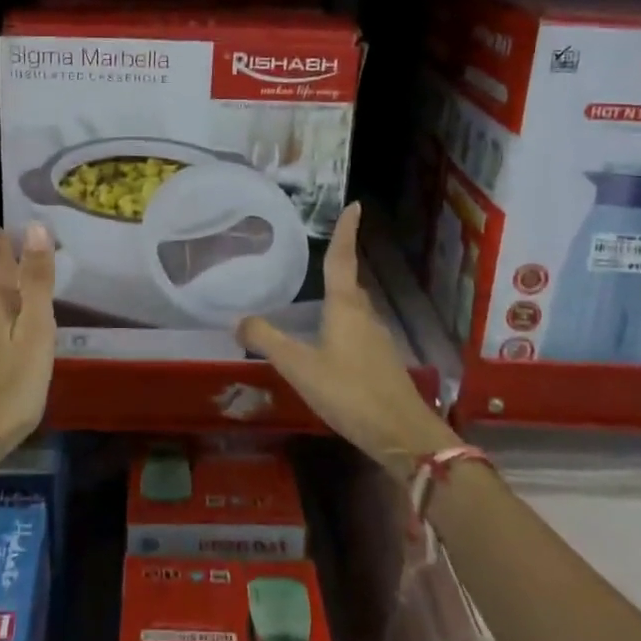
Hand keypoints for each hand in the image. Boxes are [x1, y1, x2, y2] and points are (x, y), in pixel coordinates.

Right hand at [237, 204, 450, 481]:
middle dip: (339, 264)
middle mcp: (364, 315)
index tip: (355, 206)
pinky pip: (358, 329)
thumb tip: (238, 319)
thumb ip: (268, 341)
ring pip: (355, 307)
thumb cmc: (349, 392)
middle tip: (323, 250)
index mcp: (345, 307)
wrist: (402, 434)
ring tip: (318, 295)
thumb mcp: (300, 367)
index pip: (342, 259)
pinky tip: (330, 339)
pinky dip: (342, 322)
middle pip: (349, 282)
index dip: (346, 232)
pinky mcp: (381, 361)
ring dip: (340, 296)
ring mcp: (377, 339)